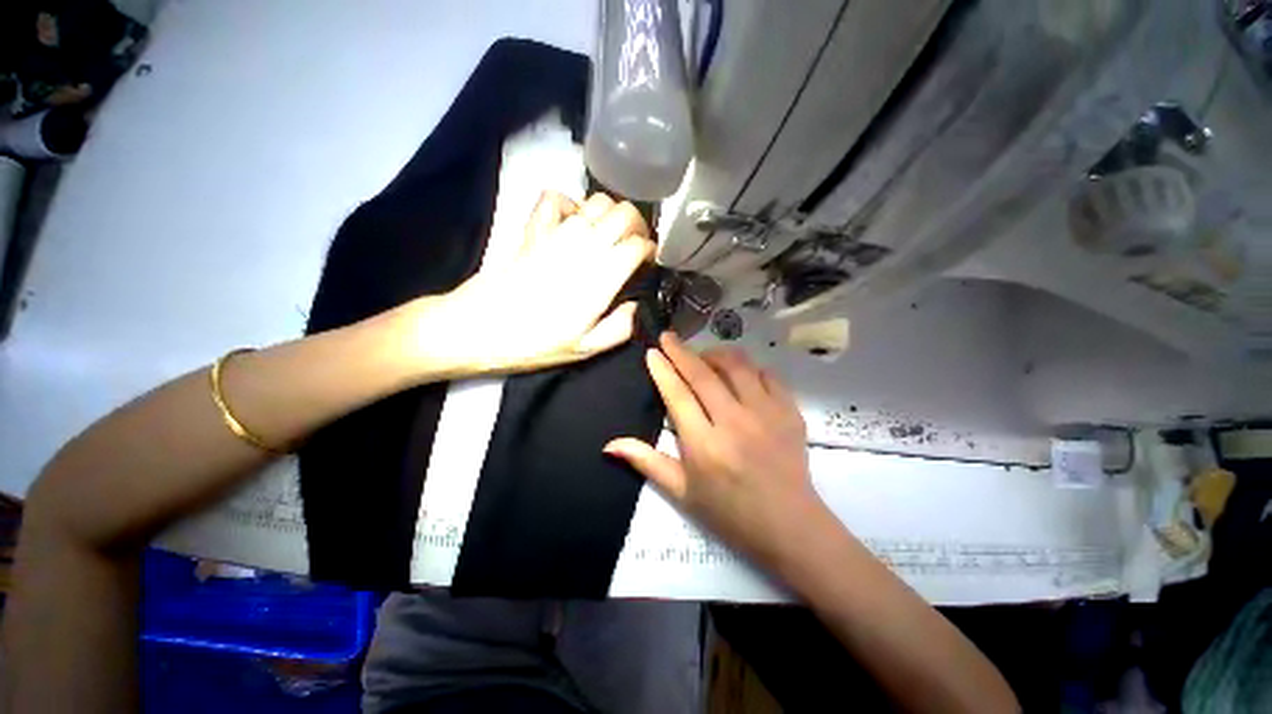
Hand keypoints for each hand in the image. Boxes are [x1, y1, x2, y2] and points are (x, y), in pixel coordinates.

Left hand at [400, 191, 654, 375]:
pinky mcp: (534, 228)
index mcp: (603, 275)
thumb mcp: (584, 350)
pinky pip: (554, 198)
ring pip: (598, 201)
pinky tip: (568, 220)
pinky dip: (566, 202)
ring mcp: (558, 232)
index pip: (639, 244)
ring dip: (607, 213)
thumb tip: (635, 305)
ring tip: (603, 233)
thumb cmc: (533, 343)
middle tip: (629, 244)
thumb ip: (619, 328)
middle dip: (635, 225)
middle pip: (625, 213)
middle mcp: (586, 244)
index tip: (645, 263)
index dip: (648, 251)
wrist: (480, 327)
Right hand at [605, 333, 831, 569]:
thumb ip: (648, 463)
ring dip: (717, 355)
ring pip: (738, 367)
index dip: (663, 370)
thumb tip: (610, 444)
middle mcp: (734, 421)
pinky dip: (752, 369)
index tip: (653, 352)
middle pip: (704, 374)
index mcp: (703, 444)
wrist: (786, 522)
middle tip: (669, 338)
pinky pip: (769, 377)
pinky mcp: (790, 412)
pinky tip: (743, 375)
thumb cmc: (730, 514)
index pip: (678, 395)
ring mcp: (766, 413)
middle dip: (683, 352)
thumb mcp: (683, 494)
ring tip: (705, 356)